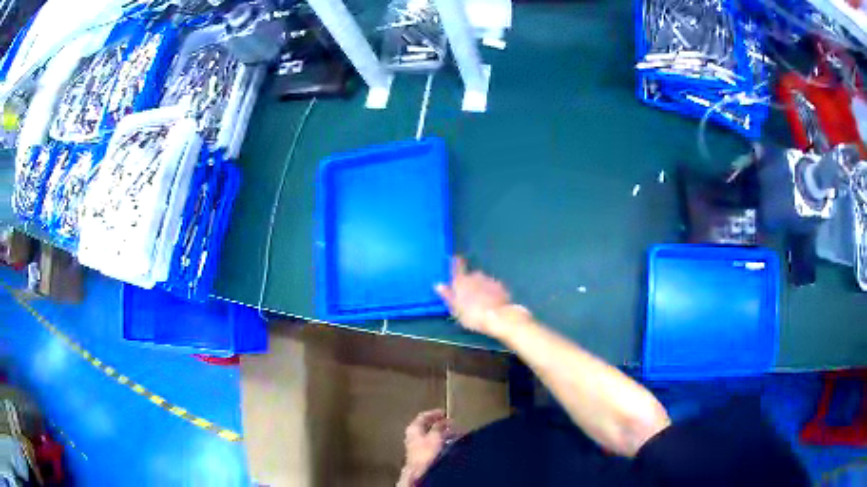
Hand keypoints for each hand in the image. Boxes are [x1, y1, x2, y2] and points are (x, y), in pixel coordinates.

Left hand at [398, 409, 454, 485]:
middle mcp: (412, 434)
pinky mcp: (419, 453)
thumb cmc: (426, 451)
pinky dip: (439, 440)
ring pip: (429, 434)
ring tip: (453, 433)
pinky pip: (431, 442)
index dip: (434, 413)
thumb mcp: (435, 436)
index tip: (444, 412)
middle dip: (439, 424)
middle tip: (451, 423)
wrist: (419, 470)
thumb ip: (439, 427)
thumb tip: (444, 421)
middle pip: (426, 425)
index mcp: (413, 427)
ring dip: (440, 432)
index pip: (423, 416)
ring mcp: (415, 444)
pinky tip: (447, 442)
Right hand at [435, 257, 529, 338]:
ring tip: (481, 302)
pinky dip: (491, 292)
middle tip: (468, 296)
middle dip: (470, 283)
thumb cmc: (472, 314)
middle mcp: (475, 276)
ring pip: (483, 281)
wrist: (498, 316)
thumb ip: (447, 295)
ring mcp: (490, 280)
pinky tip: (491, 303)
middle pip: (471, 276)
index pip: (457, 266)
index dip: (455, 262)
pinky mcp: (501, 287)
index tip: (455, 258)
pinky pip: (493, 287)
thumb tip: (438, 285)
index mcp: (461, 280)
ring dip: (481, 288)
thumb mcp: (455, 308)